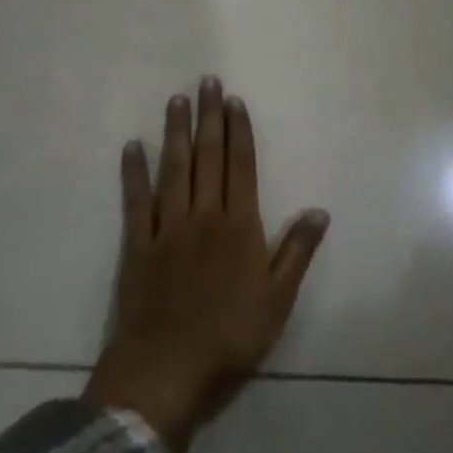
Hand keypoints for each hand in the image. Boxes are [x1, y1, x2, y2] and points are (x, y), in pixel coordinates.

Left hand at [85, 77, 328, 452]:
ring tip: (176, 101)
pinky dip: (134, 173)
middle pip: (208, 158)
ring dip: (176, 133)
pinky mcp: (137, 246)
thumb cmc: (231, 336)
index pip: (241, 167)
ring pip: (173, 170)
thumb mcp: (278, 298)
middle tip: (206, 82)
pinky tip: (133, 148)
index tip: (234, 101)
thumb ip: (297, 251)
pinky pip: (136, 201)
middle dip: (209, 118)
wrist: (167, 370)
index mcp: (240, 226)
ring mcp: (168, 228)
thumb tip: (319, 210)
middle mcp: (204, 216)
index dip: (239, 132)